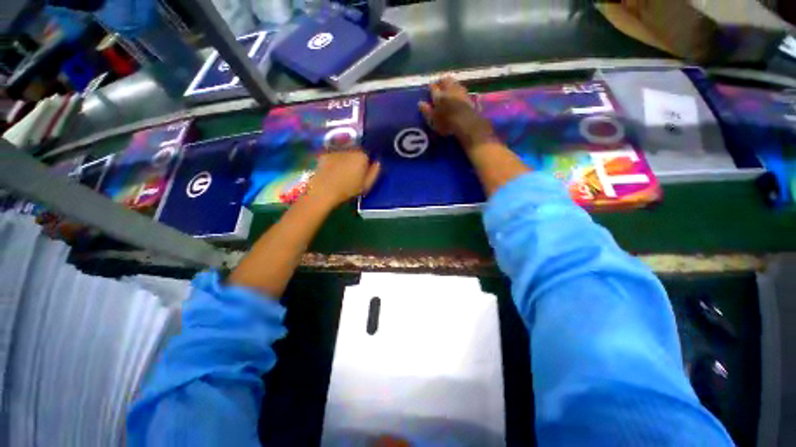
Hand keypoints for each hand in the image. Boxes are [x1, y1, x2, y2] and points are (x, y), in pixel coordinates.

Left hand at [305, 148, 380, 207]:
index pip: (368, 156)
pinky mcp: (325, 154)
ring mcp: (336, 151)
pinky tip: (332, 172)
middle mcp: (350, 149)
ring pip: (344, 154)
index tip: (363, 174)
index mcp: (362, 156)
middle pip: (356, 153)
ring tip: (341, 174)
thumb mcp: (366, 184)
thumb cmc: (348, 189)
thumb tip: (378, 163)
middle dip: (355, 161)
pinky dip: (334, 162)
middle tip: (352, 174)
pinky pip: (333, 157)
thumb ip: (374, 172)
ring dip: (345, 161)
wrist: (324, 189)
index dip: (366, 165)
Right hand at [419, 76, 494, 148]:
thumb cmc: (446, 122)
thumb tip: (420, 103)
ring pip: (455, 83)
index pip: (433, 87)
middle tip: (439, 84)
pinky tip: (458, 95)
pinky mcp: (469, 97)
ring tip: (449, 88)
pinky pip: (462, 90)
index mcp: (439, 95)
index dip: (431, 87)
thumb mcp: (433, 119)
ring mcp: (460, 92)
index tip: (430, 88)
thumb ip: (426, 111)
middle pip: (446, 80)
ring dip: (452, 84)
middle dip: (442, 81)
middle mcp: (449, 89)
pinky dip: (459, 90)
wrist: (466, 123)